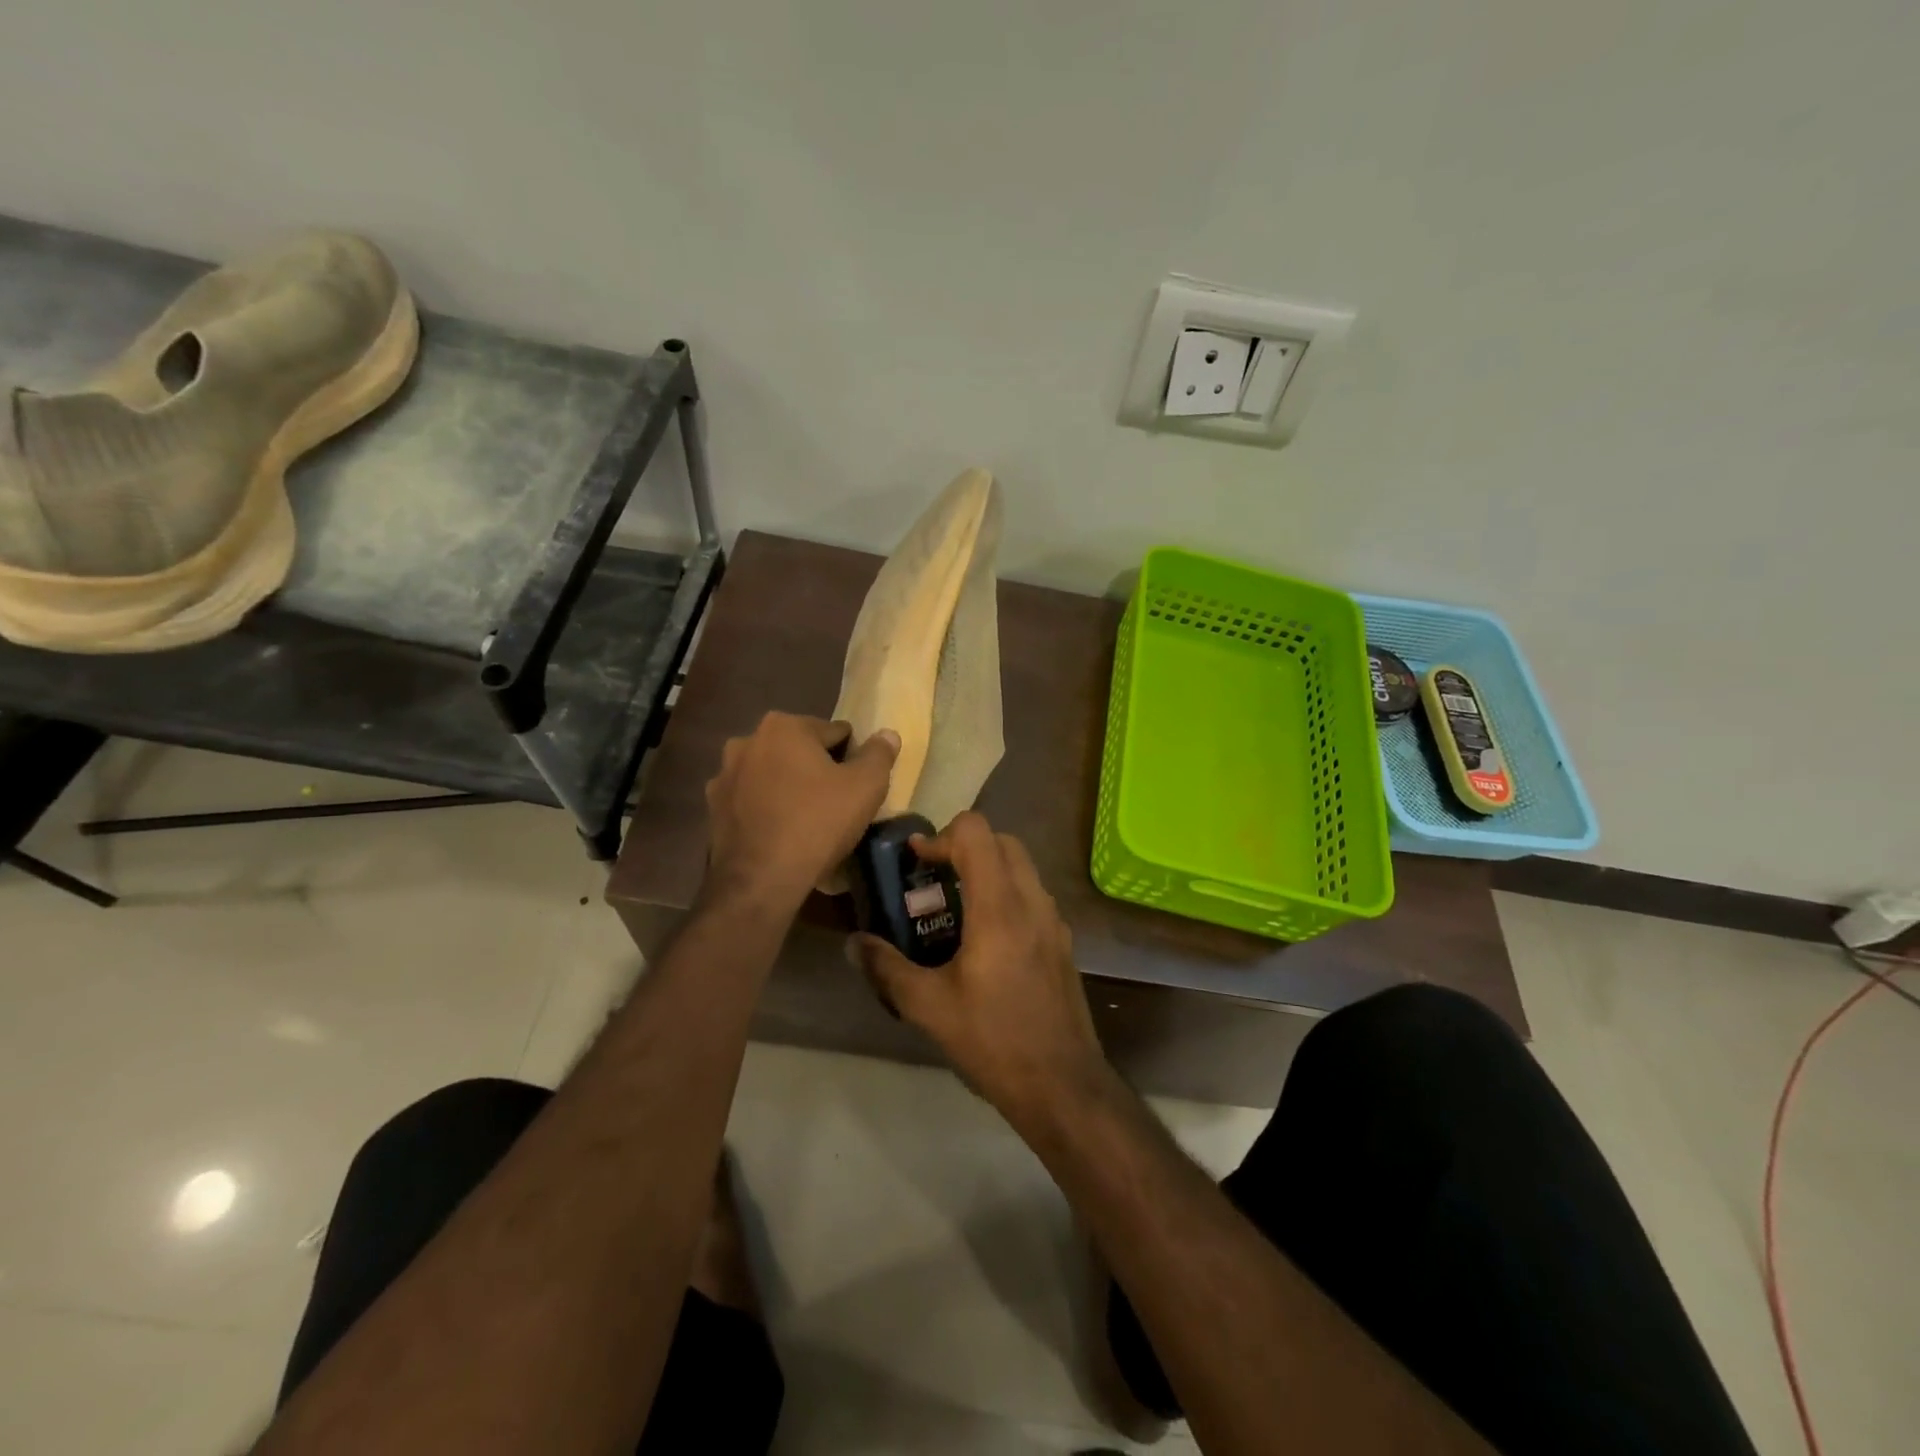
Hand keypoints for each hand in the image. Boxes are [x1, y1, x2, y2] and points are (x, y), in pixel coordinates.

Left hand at [705, 712, 899, 914]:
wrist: (760, 880)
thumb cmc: (818, 823)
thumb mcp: (866, 786)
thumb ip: (879, 754)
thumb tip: (886, 735)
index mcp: (783, 726)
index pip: (834, 732)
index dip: (852, 756)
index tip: (859, 784)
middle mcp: (747, 741)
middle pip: (799, 750)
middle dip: (817, 769)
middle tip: (837, 802)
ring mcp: (724, 775)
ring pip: (772, 774)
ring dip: (789, 787)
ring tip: (808, 820)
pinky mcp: (713, 808)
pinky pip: (752, 800)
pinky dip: (767, 809)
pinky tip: (781, 833)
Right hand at [848, 812, 1108, 1119]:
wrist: (1063, 1086)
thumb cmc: (994, 1041)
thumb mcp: (929, 1007)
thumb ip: (887, 968)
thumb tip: (852, 943)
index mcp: (999, 907)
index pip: (976, 832)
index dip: (940, 837)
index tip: (917, 863)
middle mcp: (1032, 901)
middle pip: (1001, 840)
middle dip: (964, 847)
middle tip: (933, 880)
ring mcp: (1054, 920)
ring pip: (1021, 866)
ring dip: (987, 869)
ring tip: (954, 909)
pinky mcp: (1062, 941)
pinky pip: (1032, 895)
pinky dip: (1005, 894)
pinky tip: (983, 940)